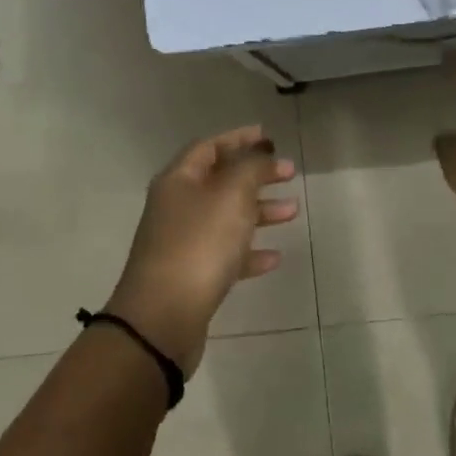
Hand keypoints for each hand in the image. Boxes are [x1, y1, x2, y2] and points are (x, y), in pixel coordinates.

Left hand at [105, 126, 298, 376]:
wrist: (162, 318)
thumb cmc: (199, 245)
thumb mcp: (232, 196)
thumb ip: (251, 168)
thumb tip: (260, 153)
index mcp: (179, 180)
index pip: (210, 147)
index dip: (239, 138)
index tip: (269, 137)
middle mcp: (176, 207)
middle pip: (220, 181)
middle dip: (256, 175)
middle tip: (289, 173)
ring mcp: (182, 242)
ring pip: (226, 217)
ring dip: (259, 211)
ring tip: (292, 212)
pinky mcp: (191, 276)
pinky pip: (225, 255)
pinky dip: (249, 252)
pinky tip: (274, 257)